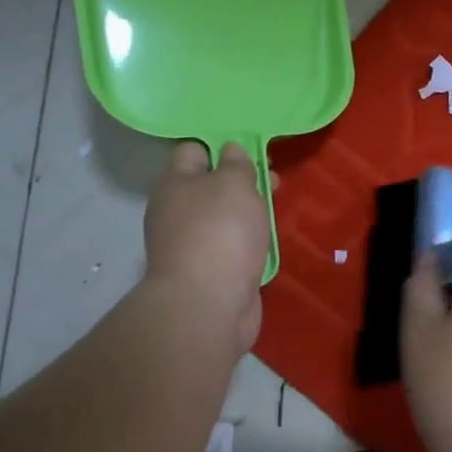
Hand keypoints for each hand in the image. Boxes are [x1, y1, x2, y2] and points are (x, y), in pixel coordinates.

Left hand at [144, 142, 268, 350]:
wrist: (207, 305)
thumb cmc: (220, 232)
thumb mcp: (234, 184)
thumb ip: (237, 164)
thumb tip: (230, 151)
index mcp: (175, 184)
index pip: (192, 151)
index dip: (221, 146)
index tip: (251, 150)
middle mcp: (176, 212)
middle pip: (210, 186)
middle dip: (243, 182)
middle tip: (274, 182)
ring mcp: (190, 246)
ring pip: (222, 218)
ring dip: (248, 214)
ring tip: (276, 212)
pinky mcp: (208, 273)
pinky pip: (230, 247)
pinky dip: (247, 243)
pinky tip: (266, 243)